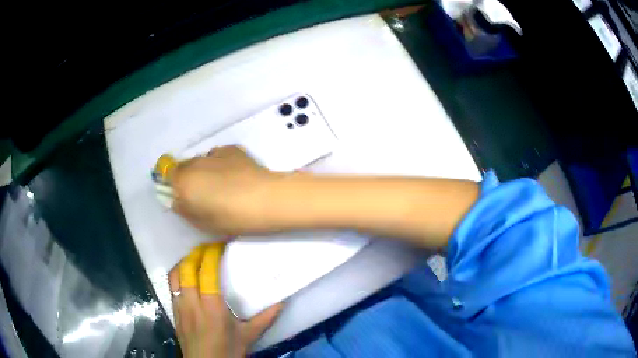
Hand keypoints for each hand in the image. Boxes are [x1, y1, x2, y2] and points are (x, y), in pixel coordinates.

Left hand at [169, 244, 282, 356]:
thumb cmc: (227, 351)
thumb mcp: (249, 336)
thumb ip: (265, 318)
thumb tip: (283, 302)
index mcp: (212, 307)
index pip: (207, 271)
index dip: (212, 253)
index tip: (221, 244)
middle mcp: (192, 302)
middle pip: (187, 267)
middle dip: (197, 252)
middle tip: (210, 246)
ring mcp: (179, 306)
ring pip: (175, 274)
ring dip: (185, 261)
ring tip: (196, 257)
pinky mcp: (173, 311)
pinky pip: (171, 285)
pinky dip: (178, 274)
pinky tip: (187, 276)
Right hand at [172, 146, 279, 234]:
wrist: (266, 199)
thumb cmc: (232, 218)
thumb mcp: (202, 223)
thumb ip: (184, 210)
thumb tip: (177, 200)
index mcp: (183, 180)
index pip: (168, 175)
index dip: (175, 185)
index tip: (185, 197)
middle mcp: (195, 162)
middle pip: (184, 167)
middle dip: (189, 178)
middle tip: (204, 194)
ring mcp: (214, 153)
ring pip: (202, 161)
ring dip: (205, 170)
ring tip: (223, 185)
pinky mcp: (232, 148)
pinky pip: (218, 156)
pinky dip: (221, 164)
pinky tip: (235, 176)